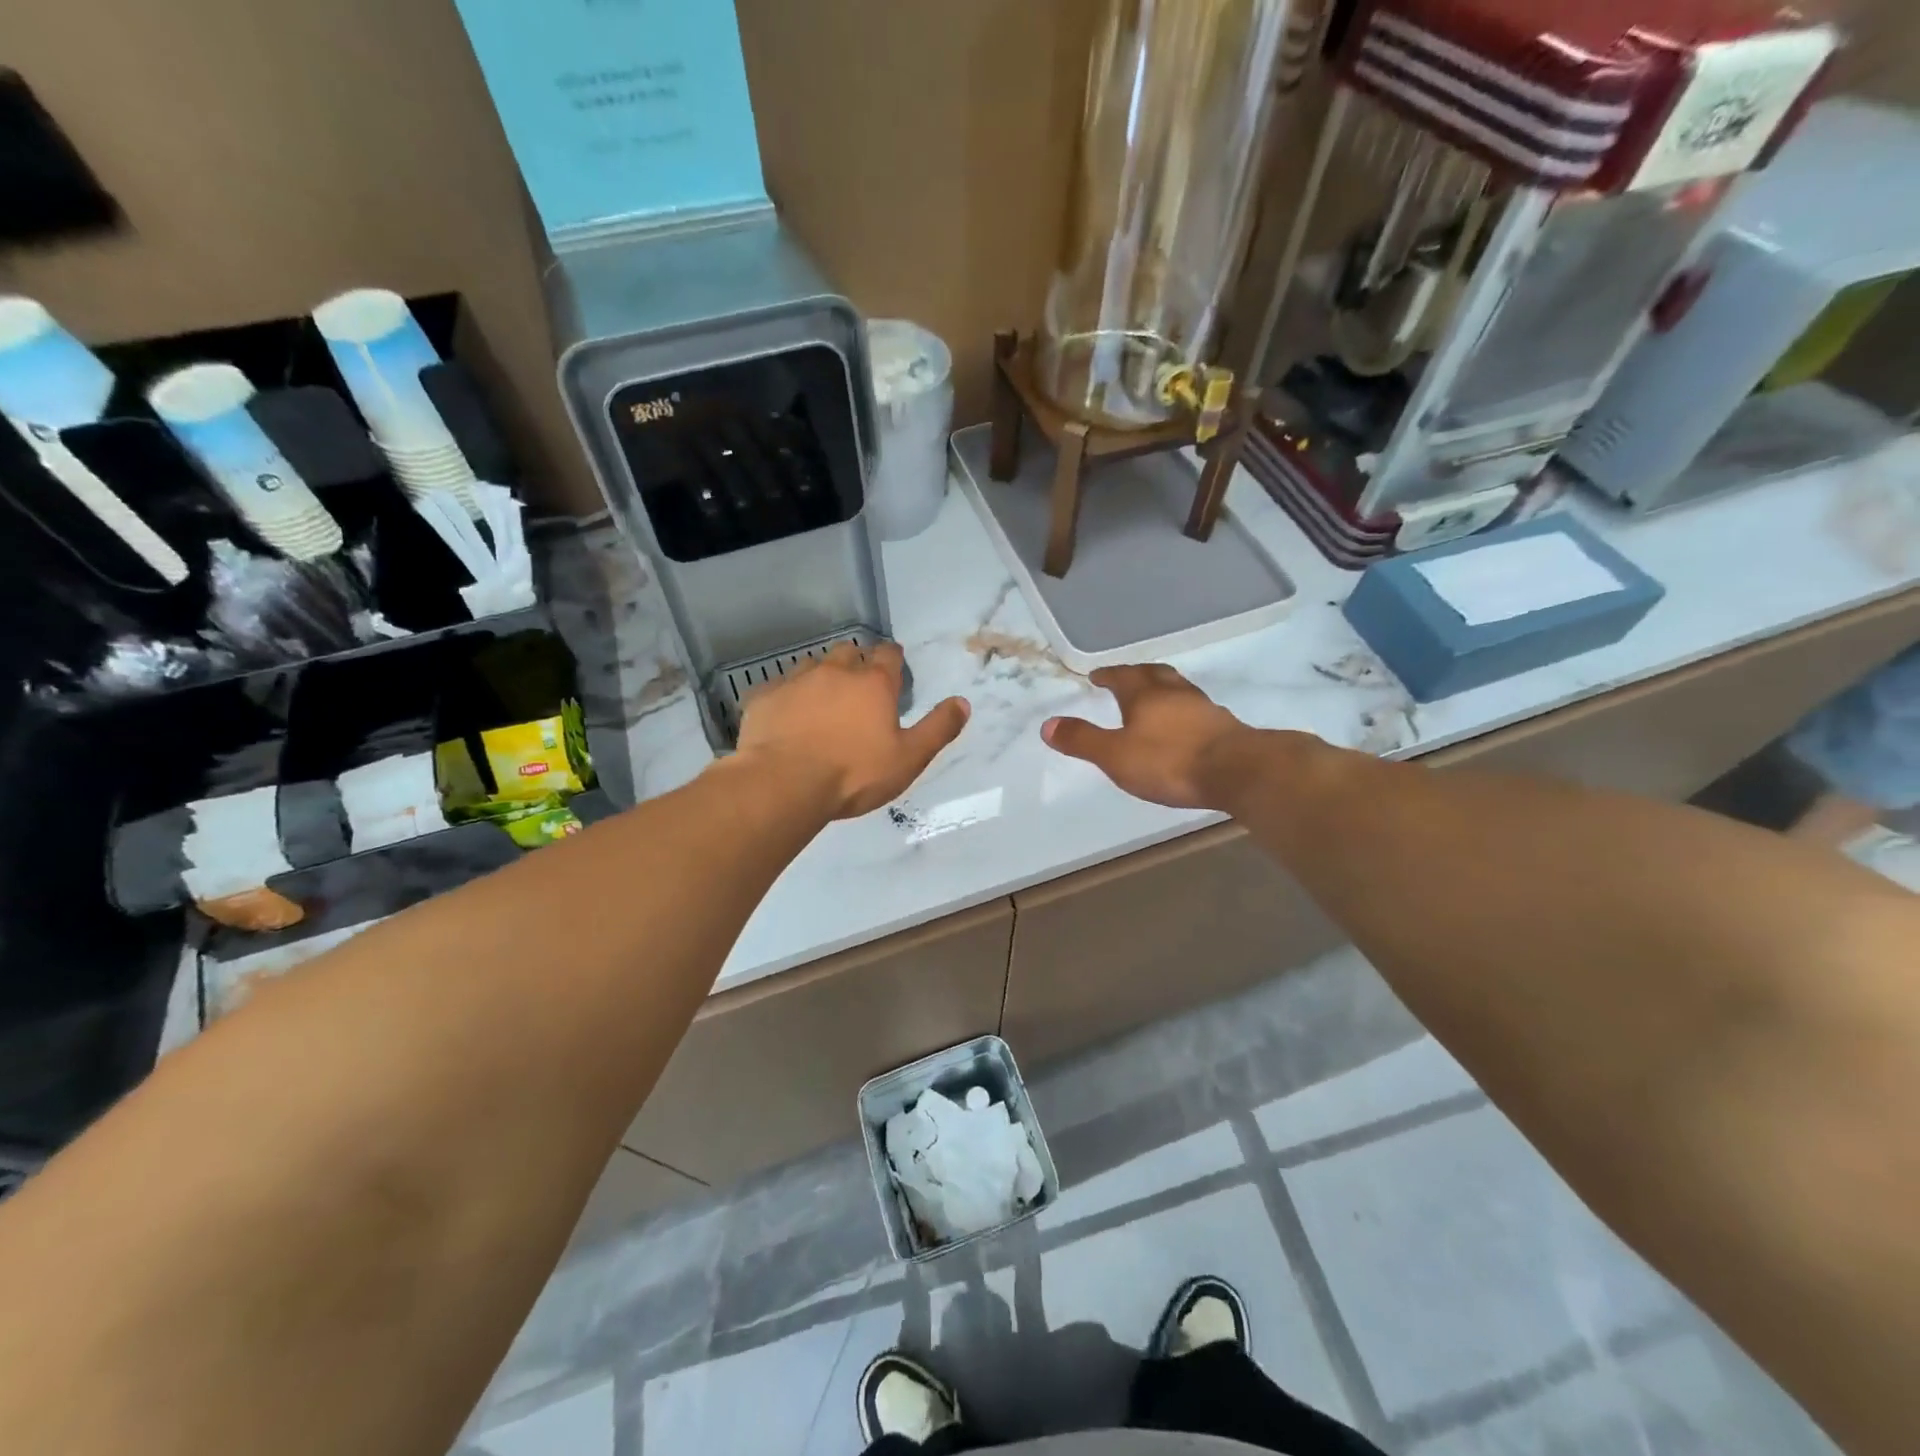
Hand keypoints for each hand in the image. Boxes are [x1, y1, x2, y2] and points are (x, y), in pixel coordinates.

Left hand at [734, 641, 969, 819]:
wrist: (784, 784)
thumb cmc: (854, 773)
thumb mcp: (909, 758)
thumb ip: (938, 729)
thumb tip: (962, 702)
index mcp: (873, 683)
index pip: (888, 655)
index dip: (893, 659)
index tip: (893, 666)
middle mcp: (834, 671)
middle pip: (848, 652)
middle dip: (855, 663)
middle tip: (858, 688)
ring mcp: (795, 680)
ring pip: (812, 666)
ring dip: (821, 678)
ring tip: (822, 703)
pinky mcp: (763, 697)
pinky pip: (778, 689)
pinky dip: (787, 698)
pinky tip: (786, 718)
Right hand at [1042, 664, 1252, 809]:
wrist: (1238, 771)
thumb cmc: (1169, 761)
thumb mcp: (1115, 755)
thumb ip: (1082, 740)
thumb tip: (1046, 724)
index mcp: (1145, 694)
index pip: (1122, 676)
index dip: (1107, 674)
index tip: (1097, 675)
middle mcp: (1175, 693)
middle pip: (1154, 674)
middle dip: (1136, 675)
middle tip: (1125, 679)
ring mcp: (1204, 708)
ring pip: (1178, 690)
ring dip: (1163, 691)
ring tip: (1154, 701)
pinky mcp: (1224, 727)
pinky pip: (1196, 710)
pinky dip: (1183, 712)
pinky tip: (1183, 727)